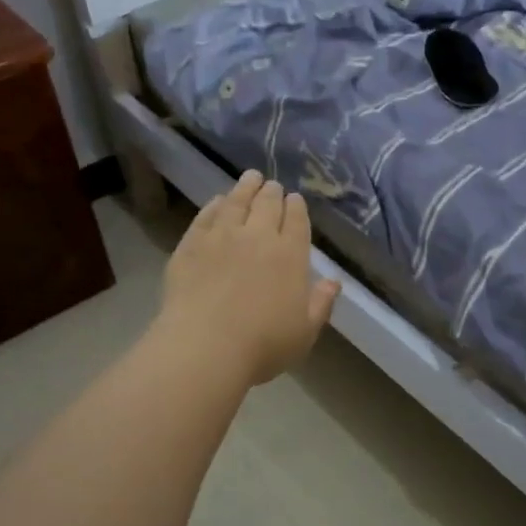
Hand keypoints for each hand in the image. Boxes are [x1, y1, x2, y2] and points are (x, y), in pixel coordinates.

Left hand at [155, 170, 339, 385]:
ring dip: (246, 187)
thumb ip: (321, 303)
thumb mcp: (305, 332)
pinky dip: (215, 205)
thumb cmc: (263, 345)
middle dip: (273, 192)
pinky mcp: (191, 244)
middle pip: (268, 204)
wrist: (206, 347)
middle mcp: (258, 236)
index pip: (297, 220)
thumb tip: (334, 282)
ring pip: (237, 201)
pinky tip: (217, 202)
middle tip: (273, 186)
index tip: (295, 200)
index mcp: (291, 255)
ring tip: (250, 178)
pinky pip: (206, 216)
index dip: (297, 207)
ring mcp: (222, 236)